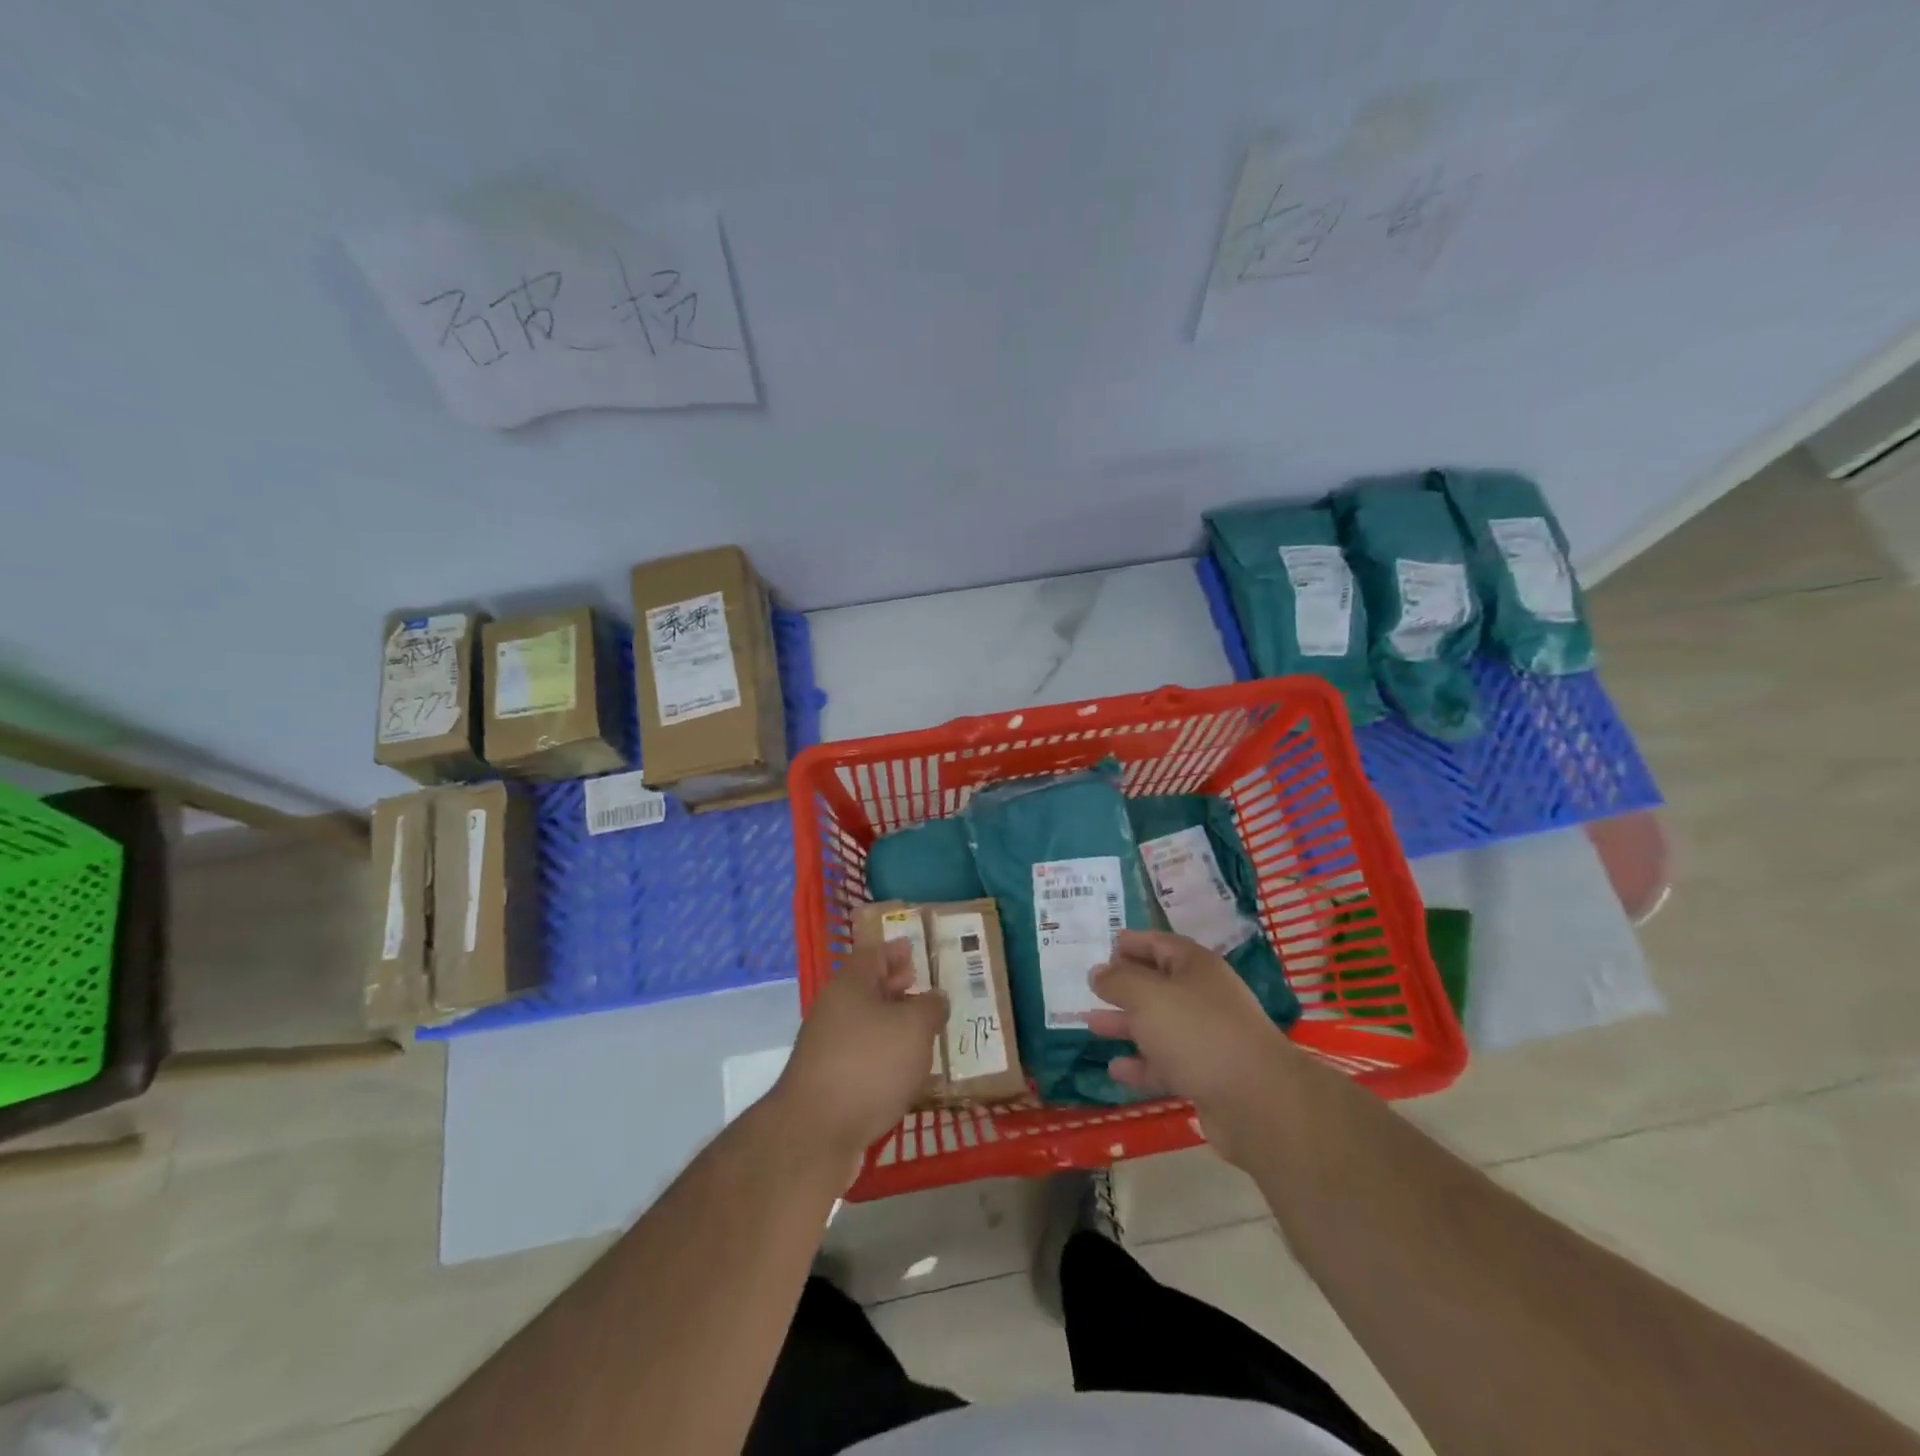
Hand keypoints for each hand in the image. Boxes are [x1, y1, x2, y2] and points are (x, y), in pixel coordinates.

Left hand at [774, 940, 946, 1163]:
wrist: (815, 1132)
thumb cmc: (869, 1065)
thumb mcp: (914, 1028)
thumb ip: (930, 1007)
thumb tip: (935, 998)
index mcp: (849, 985)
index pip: (872, 954)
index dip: (894, 951)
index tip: (914, 951)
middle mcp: (833, 1010)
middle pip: (866, 988)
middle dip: (894, 986)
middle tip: (922, 988)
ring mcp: (825, 1047)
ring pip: (863, 1023)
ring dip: (890, 1023)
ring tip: (921, 1032)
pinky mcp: (826, 1081)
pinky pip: (860, 1055)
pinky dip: (881, 1054)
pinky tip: (902, 1071)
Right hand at [1087, 930, 1298, 1164]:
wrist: (1256, 1100)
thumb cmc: (1196, 1032)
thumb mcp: (1147, 996)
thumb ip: (1118, 980)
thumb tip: (1098, 972)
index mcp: (1196, 967)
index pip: (1159, 943)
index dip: (1132, 942)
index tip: (1104, 946)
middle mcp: (1204, 997)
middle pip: (1158, 984)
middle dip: (1124, 986)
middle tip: (1091, 987)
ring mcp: (1207, 1038)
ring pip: (1159, 1025)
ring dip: (1126, 1024)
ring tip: (1091, 1024)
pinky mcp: (1206, 1075)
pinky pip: (1166, 1063)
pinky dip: (1141, 1064)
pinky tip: (1115, 1069)